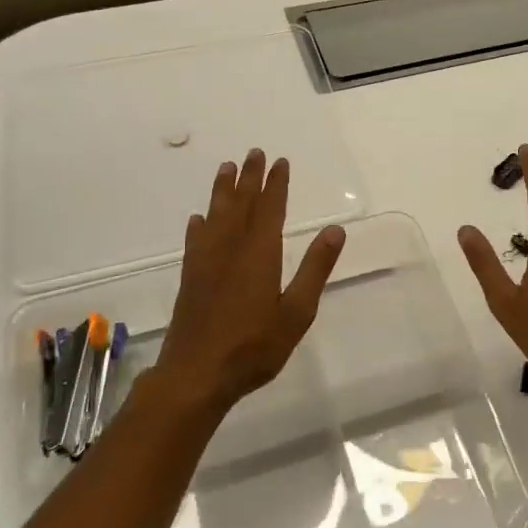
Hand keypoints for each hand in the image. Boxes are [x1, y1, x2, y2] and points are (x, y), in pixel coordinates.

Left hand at [155, 149, 345, 415]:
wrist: (196, 375)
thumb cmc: (254, 346)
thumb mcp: (297, 312)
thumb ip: (315, 269)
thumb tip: (336, 230)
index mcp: (260, 254)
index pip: (270, 209)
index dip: (276, 184)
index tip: (280, 161)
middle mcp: (231, 249)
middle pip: (241, 204)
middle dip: (249, 178)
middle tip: (254, 152)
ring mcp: (206, 263)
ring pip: (216, 216)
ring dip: (222, 191)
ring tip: (226, 169)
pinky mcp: (191, 279)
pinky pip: (196, 241)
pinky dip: (200, 225)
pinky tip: (198, 219)